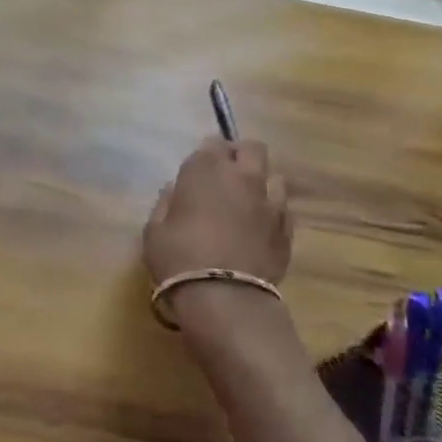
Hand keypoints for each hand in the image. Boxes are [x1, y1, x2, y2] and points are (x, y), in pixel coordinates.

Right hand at [143, 136, 292, 289]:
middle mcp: (242, 177)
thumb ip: (165, 205)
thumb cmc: (179, 259)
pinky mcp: (286, 229)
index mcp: (205, 170)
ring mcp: (269, 202)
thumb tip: (174, 191)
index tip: (199, 171)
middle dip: (240, 156)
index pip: (212, 143)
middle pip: (251, 148)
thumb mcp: (154, 232)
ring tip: (248, 203)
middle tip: (227, 176)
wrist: (225, 298)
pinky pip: (283, 209)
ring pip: (274, 176)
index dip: (207, 155)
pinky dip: (273, 213)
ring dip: (261, 183)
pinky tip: (261, 229)